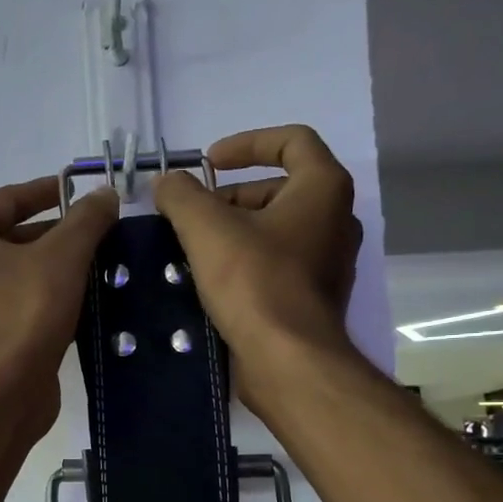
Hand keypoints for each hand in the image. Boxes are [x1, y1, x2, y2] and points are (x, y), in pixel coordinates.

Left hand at [0, 177, 118, 432]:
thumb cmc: (23, 312)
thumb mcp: (63, 256)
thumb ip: (86, 220)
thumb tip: (105, 194)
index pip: (7, 200)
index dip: (47, 192)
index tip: (80, 192)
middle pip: (8, 241)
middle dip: (53, 238)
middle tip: (95, 239)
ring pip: (10, 281)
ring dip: (48, 274)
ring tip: (92, 273)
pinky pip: (11, 314)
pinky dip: (38, 307)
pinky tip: (72, 312)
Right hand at [154, 125, 362, 414]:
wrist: (288, 361)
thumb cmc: (255, 283)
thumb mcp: (207, 228)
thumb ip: (182, 195)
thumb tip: (167, 182)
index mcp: (323, 188)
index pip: (291, 141)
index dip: (246, 143)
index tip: (208, 162)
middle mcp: (336, 220)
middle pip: (279, 188)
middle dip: (230, 196)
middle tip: (192, 215)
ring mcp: (329, 262)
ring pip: (276, 229)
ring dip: (234, 231)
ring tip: (193, 249)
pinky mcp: (313, 298)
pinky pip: (277, 264)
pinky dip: (246, 262)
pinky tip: (211, 281)